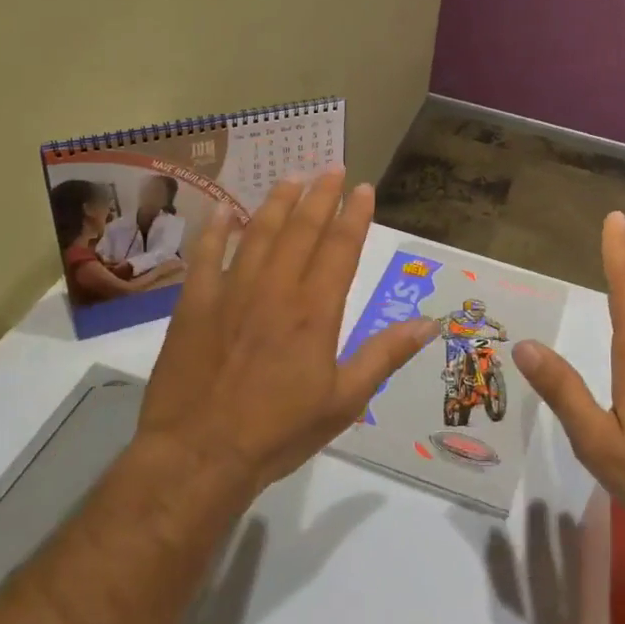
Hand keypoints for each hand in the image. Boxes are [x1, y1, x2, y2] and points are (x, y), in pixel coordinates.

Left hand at [134, 170, 436, 503]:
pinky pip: (206, 256)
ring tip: (292, 176)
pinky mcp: (195, 304)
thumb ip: (385, 355)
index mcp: (315, 311)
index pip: (340, 249)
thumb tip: (430, 323)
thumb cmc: (279, 431)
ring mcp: (232, 292)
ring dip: (277, 202)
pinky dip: (216, 230)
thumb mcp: (345, 401)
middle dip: (320, 196)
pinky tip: (226, 210)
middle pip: (302, 230)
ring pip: (259, 233)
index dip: (354, 216)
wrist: (198, 456)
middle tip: (333, 167)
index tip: (364, 188)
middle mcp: (276, 290)